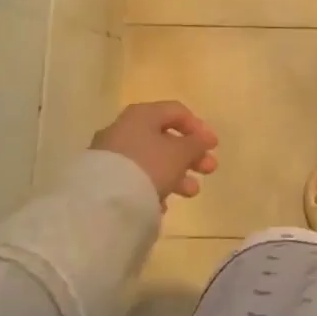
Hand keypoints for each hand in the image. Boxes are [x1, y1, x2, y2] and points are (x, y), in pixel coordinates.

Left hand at [92, 101, 219, 209]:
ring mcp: (111, 154)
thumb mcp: (180, 153)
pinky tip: (162, 204)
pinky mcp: (103, 179)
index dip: (199, 127)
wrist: (103, 202)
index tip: (213, 146)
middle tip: (208, 170)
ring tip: (191, 193)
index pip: (176, 112)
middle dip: (190, 155)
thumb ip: (196, 144)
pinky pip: (135, 178)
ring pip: (151, 160)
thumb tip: (202, 139)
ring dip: (176, 174)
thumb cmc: (148, 166)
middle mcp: (124, 129)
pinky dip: (153, 186)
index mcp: (142, 115)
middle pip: (164, 138)